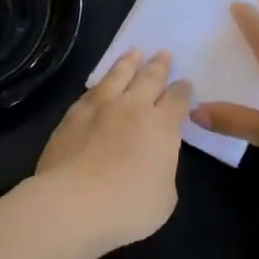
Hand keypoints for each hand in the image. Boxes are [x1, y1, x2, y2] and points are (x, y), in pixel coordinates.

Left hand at [35, 49, 193, 250]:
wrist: (72, 202)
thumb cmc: (127, 206)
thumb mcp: (164, 197)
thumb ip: (163, 170)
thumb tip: (155, 160)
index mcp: (161, 126)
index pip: (177, 100)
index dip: (183, 91)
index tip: (185, 83)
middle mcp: (133, 108)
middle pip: (149, 78)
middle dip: (159, 66)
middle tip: (163, 53)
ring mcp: (100, 108)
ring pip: (117, 76)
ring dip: (128, 63)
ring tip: (134, 52)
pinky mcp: (73, 115)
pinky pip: (91, 91)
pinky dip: (101, 82)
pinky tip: (100, 83)